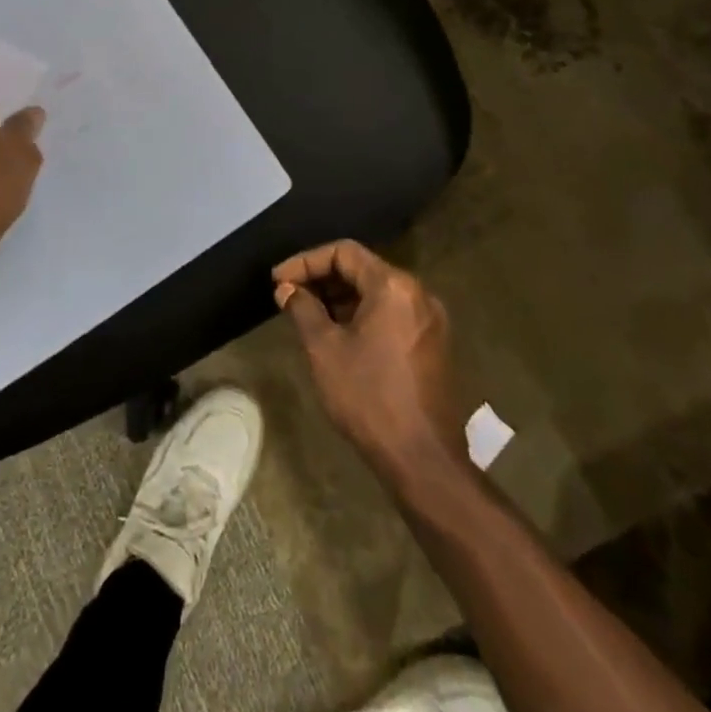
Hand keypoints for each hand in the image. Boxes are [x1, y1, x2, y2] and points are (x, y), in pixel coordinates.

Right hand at [274, 240, 464, 486]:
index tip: (278, 280)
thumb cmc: (369, 397)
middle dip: (322, 278)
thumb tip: (287, 289)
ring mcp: (429, 319)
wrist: (422, 459)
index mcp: (393, 286)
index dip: (306, 261)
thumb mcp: (324, 349)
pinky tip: (338, 334)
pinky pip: (391, 313)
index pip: (344, 252)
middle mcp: (417, 293)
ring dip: (341, 297)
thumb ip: (303, 309)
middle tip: (289, 296)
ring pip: (377, 292)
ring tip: (307, 315)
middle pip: (363, 269)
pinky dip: (362, 315)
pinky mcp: (432, 344)